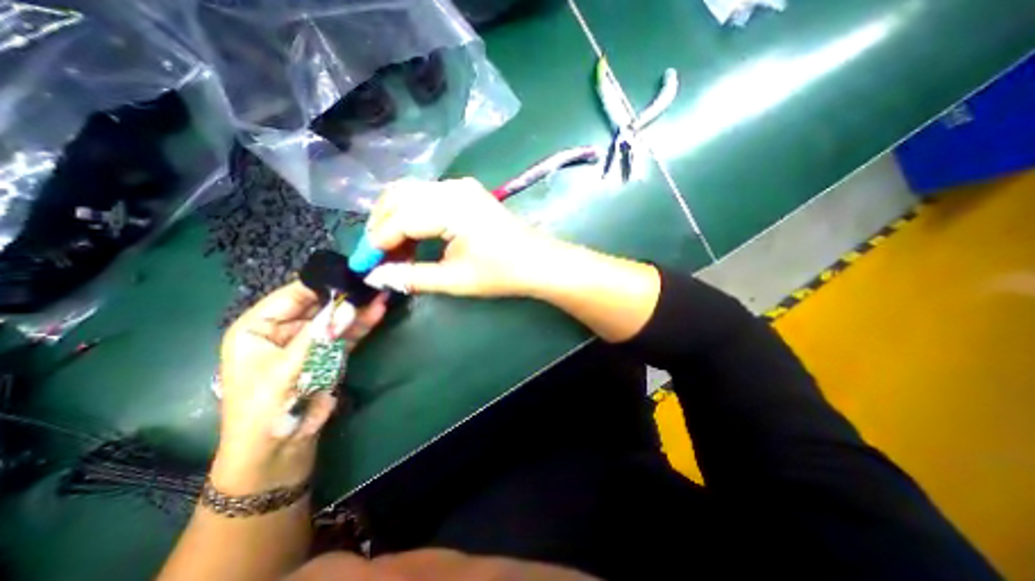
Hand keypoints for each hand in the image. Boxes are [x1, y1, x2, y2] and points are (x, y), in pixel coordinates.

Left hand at [213, 281, 388, 490]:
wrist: (280, 447)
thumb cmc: (267, 408)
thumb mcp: (288, 368)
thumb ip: (320, 334)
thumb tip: (350, 306)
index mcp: (259, 327)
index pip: (292, 295)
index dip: (321, 283)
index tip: (351, 272)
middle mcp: (285, 329)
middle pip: (319, 305)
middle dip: (345, 295)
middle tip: (372, 282)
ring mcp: (311, 341)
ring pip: (337, 318)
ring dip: (359, 309)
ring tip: (381, 294)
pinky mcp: (330, 353)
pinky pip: (348, 334)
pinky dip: (363, 324)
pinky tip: (378, 311)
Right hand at [363, 178, 558, 298]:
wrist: (537, 262)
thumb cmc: (501, 273)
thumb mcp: (455, 280)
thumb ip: (413, 277)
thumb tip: (378, 277)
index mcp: (450, 207)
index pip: (399, 219)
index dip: (377, 243)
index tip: (364, 265)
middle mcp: (451, 188)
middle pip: (398, 198)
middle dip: (380, 227)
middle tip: (376, 257)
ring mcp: (460, 186)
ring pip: (410, 194)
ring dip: (394, 219)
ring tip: (391, 251)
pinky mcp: (465, 193)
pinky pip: (426, 197)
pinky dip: (412, 215)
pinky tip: (412, 238)